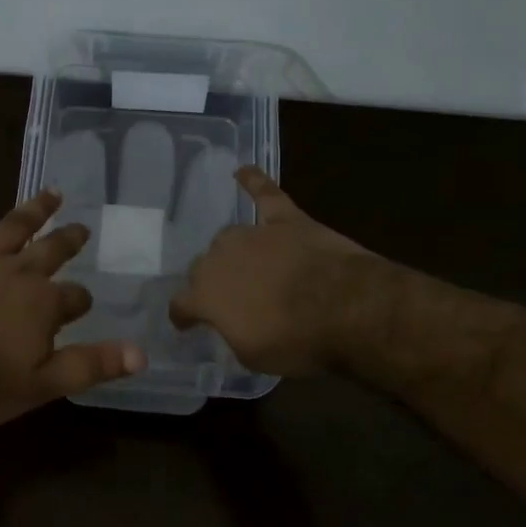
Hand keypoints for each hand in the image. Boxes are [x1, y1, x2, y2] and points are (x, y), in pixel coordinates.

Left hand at [0, 156, 146, 426]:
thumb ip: (91, 365)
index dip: (80, 302)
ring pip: (14, 225)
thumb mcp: (44, 385)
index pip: (75, 298)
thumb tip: (141, 354)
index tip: (81, 307)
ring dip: (36, 209)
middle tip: (81, 231)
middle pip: (52, 251)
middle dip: (69, 242)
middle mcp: (19, 271)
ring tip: (53, 193)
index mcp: (44, 304)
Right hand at [170, 165, 379, 376]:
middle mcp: (218, 259)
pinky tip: (243, 171)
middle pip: (202, 267)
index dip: (183, 315)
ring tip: (244, 263)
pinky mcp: (285, 219)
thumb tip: (231, 322)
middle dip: (210, 281)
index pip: (180, 304)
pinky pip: (265, 194)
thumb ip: (232, 333)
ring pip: (228, 238)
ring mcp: (252, 235)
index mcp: (204, 296)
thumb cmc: (295, 341)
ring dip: (232, 251)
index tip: (187, 323)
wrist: (345, 309)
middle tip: (229, 297)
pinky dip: (253, 181)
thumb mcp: (252, 356)